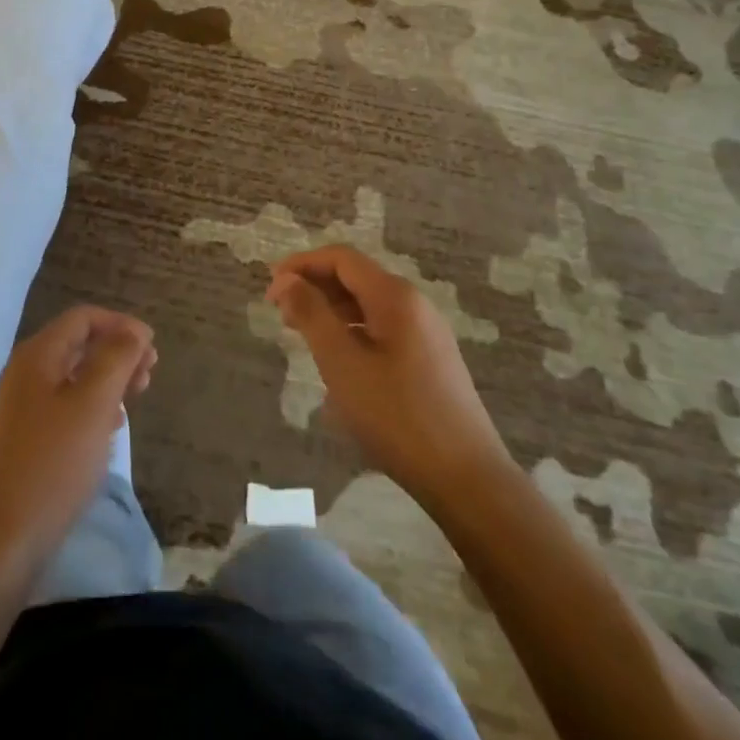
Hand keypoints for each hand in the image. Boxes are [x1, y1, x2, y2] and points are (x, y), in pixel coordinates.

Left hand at [0, 306, 155, 558]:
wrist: (6, 535)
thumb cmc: (55, 461)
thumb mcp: (94, 403)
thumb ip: (116, 358)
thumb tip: (134, 330)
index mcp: (38, 355)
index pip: (83, 318)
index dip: (120, 324)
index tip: (152, 346)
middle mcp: (27, 372)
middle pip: (79, 344)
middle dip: (118, 351)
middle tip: (150, 372)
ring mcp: (24, 405)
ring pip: (75, 375)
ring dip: (109, 378)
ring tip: (138, 395)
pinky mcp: (28, 436)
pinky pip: (67, 403)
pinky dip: (94, 404)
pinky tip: (112, 426)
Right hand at [267, 245, 509, 499]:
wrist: (467, 480)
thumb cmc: (397, 416)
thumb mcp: (342, 363)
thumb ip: (311, 314)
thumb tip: (286, 280)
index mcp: (394, 296)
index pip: (341, 258)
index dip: (301, 265)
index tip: (271, 289)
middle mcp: (414, 304)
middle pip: (356, 277)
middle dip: (315, 286)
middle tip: (281, 312)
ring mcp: (427, 332)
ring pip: (369, 304)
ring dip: (332, 310)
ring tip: (302, 334)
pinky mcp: (431, 360)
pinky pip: (383, 328)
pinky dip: (353, 331)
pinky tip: (338, 360)